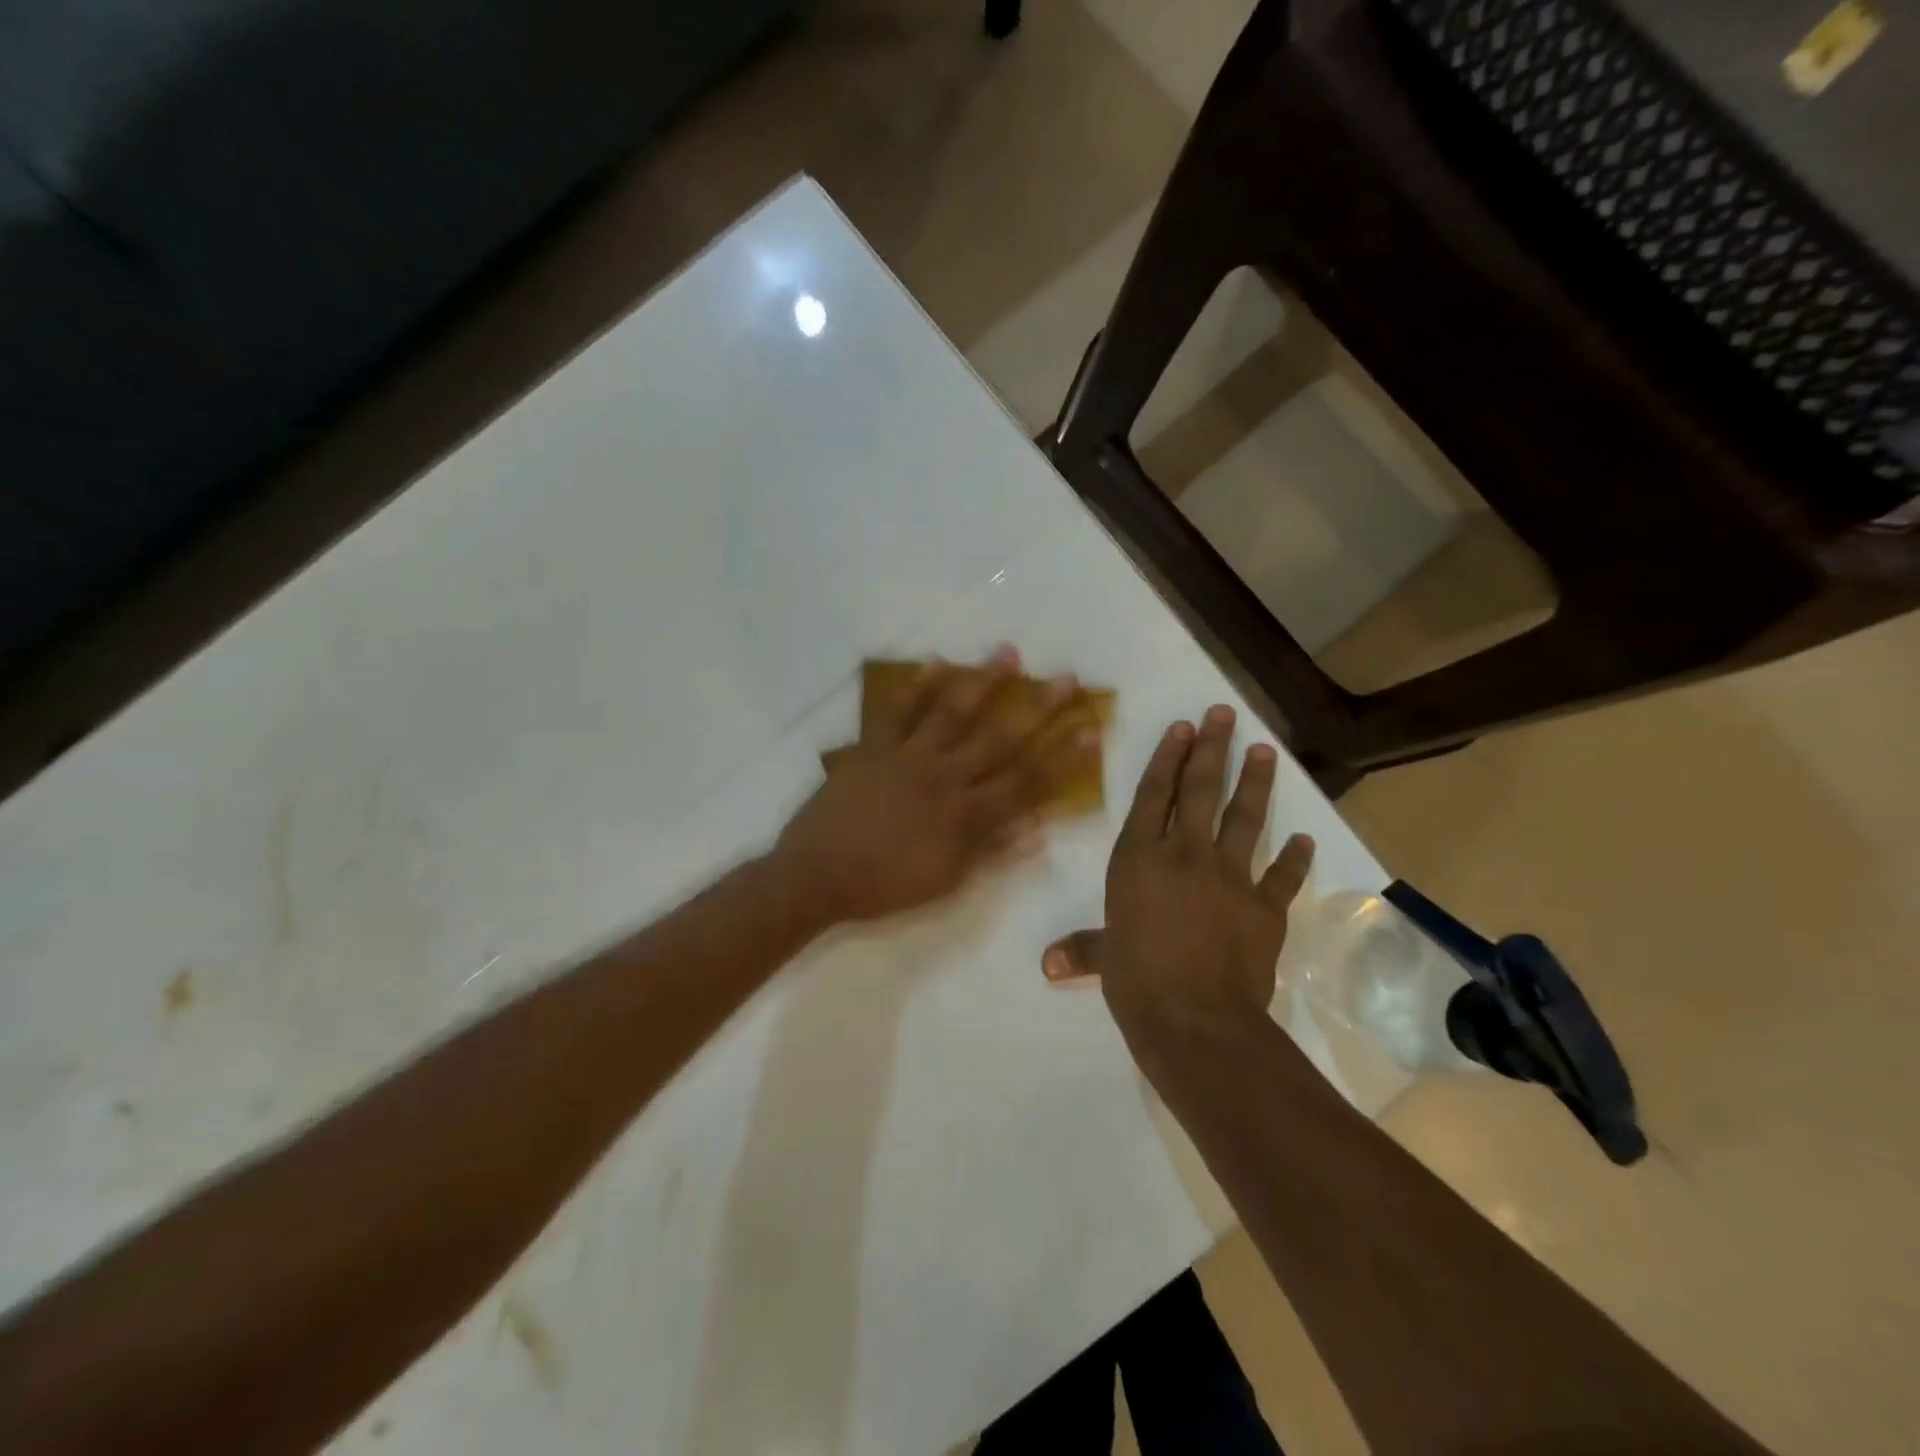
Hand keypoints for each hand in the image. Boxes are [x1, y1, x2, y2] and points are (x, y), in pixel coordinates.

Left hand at [773, 648, 1079, 924]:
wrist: (816, 876)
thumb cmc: (884, 886)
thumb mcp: (946, 882)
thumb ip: (992, 852)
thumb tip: (1039, 828)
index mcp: (965, 814)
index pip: (1027, 782)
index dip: (1062, 756)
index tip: (1091, 728)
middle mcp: (944, 777)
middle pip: (1000, 739)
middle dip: (1037, 708)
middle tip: (1065, 678)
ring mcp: (908, 757)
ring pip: (953, 713)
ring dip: (982, 681)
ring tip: (1008, 652)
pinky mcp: (874, 747)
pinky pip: (896, 711)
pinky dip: (914, 686)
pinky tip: (934, 662)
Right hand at [1042, 704, 1313, 1039]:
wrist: (1197, 1020)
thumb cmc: (1137, 981)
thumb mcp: (1104, 960)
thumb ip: (1082, 950)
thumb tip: (1047, 963)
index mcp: (1139, 860)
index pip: (1153, 796)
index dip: (1167, 759)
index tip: (1182, 727)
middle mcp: (1184, 855)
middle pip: (1200, 791)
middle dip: (1212, 749)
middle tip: (1224, 715)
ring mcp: (1229, 877)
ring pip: (1244, 818)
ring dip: (1255, 783)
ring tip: (1265, 751)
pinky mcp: (1265, 907)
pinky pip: (1282, 876)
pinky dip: (1293, 858)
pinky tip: (1304, 838)